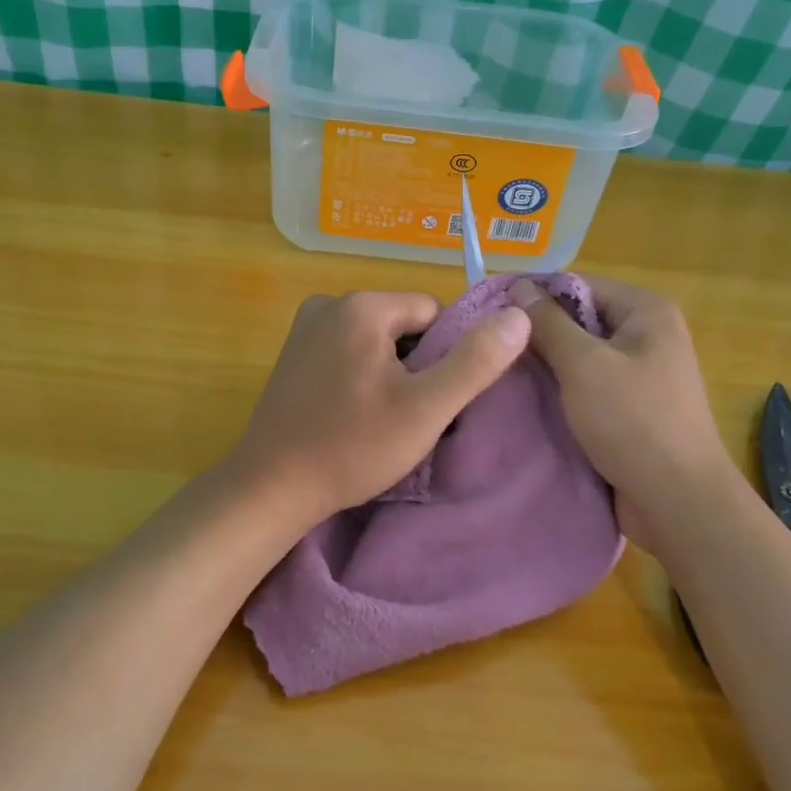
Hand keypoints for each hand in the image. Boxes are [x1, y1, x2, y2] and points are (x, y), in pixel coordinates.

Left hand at [230, 290, 530, 519]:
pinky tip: (353, 416)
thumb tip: (519, 316)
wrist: (272, 487)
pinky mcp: (292, 355)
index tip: (429, 400)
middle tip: (404, 417)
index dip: (443, 357)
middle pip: (403, 325)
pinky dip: (360, 379)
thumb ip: (475, 362)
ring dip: (389, 375)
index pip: (433, 313)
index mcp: (362, 306)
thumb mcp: (425, 409)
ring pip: (376, 342)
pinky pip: (347, 354)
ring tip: (378, 421)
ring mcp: (304, 329)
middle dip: (415, 366)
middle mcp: (329, 303)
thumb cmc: (352, 447)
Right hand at [507, 277, 732, 543]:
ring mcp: (641, 375)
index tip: (490, 315)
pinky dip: (560, 392)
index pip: (579, 285)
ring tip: (500, 374)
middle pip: (580, 320)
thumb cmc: (632, 421)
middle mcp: (648, 336)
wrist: (677, 501)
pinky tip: (527, 402)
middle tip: (490, 349)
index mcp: (647, 312)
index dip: (534, 295)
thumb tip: (519, 285)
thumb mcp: (583, 364)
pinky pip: (587, 387)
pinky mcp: (630, 409)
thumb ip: (549, 323)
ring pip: (580, 357)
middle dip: (538, 333)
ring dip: (546, 366)